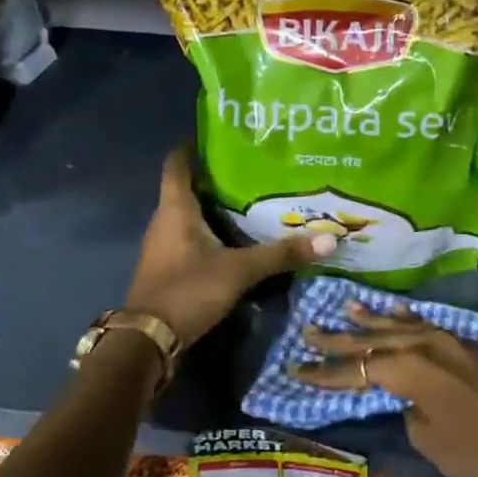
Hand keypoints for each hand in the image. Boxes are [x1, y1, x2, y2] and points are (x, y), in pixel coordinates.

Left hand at [125, 147, 334, 346]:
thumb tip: (329, 238)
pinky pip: (191, 238)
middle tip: (254, 169)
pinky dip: (212, 233)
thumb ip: (281, 254)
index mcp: (176, 209)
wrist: (148, 340)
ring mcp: (164, 245)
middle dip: (217, 178)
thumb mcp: (239, 271)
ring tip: (254, 200)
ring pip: (190, 215)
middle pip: (188, 188)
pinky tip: (237, 238)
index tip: (220, 136)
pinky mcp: (169, 267)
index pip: (178, 163)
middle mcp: (165, 221)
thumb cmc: (188, 290)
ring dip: (215, 207)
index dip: (193, 147)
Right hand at [294, 303, 477, 476]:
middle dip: (340, 339)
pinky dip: (406, 322)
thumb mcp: (433, 442)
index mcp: (411, 369)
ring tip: (346, 307)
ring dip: (372, 321)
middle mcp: (427, 346)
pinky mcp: (470, 348)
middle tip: (308, 329)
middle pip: (374, 340)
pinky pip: (425, 327)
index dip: (326, 373)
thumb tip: (412, 402)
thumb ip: (412, 414)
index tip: (296, 369)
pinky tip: (397, 314)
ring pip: (401, 327)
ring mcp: (451, 342)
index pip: (358, 369)